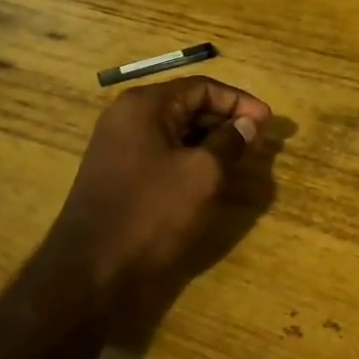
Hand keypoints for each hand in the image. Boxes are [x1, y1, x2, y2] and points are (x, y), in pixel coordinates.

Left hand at [45, 76, 271, 300]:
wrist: (90, 271)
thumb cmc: (151, 213)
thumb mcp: (202, 175)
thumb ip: (229, 143)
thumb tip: (247, 124)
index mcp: (144, 106)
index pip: (202, 87)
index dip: (239, 102)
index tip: (268, 122)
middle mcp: (127, 117)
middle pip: (187, 105)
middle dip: (225, 120)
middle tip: (258, 140)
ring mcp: (118, 146)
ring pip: (175, 131)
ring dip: (209, 140)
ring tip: (240, 158)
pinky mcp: (118, 174)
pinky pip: (161, 153)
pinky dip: (189, 158)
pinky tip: (210, 177)